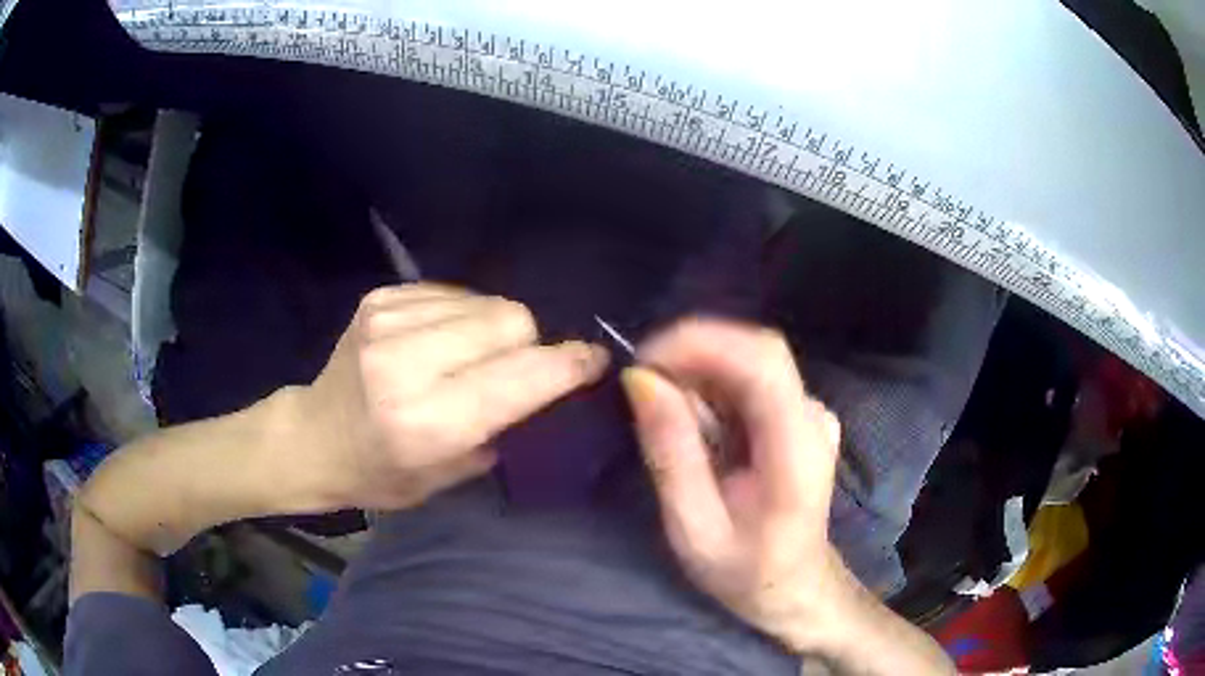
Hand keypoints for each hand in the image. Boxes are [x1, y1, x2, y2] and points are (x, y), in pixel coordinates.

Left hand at [298, 284, 608, 510]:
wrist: (314, 437)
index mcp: (424, 422)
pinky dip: (463, 316)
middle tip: (515, 369)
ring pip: (486, 302)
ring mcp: (386, 321)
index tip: (593, 360)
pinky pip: (453, 294)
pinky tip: (442, 341)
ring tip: (472, 357)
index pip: (519, 377)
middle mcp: (403, 363)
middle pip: (510, 320)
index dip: (567, 365)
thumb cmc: (382, 473)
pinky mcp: (379, 298)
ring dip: (494, 328)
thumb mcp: (449, 475)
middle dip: (528, 344)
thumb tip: (550, 381)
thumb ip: (503, 427)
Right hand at [621, 318, 847, 650]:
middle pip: (756, 350)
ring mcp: (811, 413)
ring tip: (662, 412)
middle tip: (642, 383)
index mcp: (797, 449)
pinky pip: (750, 380)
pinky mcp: (799, 415)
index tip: (643, 359)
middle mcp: (813, 417)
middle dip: (692, 352)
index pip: (763, 360)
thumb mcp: (693, 527)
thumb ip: (671, 453)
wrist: (794, 586)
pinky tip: (692, 423)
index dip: (702, 341)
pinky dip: (711, 387)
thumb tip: (640, 380)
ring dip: (698, 370)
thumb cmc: (745, 571)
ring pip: (749, 360)